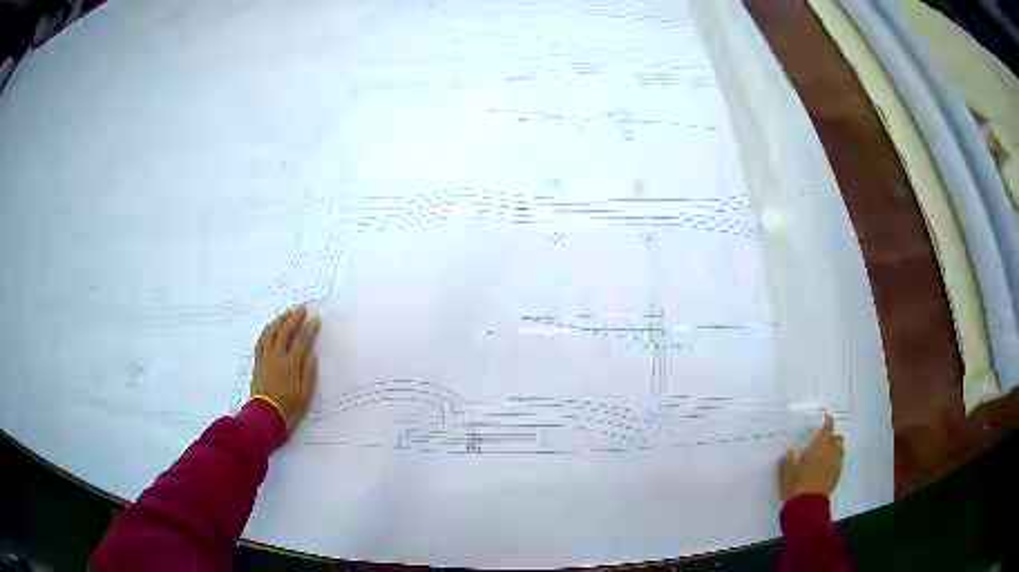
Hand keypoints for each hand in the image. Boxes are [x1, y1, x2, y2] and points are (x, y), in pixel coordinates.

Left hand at [251, 305, 320, 433]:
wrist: (265, 416)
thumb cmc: (289, 407)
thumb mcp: (305, 393)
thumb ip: (309, 372)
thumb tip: (311, 354)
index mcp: (291, 363)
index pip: (301, 340)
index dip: (309, 329)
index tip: (316, 320)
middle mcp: (277, 356)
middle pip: (284, 331)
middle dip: (293, 318)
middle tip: (301, 308)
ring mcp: (265, 358)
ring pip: (270, 333)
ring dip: (278, 321)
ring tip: (285, 314)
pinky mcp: (258, 363)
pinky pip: (261, 342)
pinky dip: (266, 332)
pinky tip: (269, 329)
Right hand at [779, 415, 844, 502]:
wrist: (807, 505)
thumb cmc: (796, 485)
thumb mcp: (786, 473)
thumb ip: (788, 461)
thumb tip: (789, 451)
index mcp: (818, 446)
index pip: (827, 428)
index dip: (828, 422)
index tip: (827, 418)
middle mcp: (830, 451)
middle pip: (837, 438)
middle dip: (832, 438)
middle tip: (824, 442)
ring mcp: (836, 464)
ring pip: (840, 450)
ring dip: (835, 449)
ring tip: (826, 456)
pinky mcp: (837, 475)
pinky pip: (839, 463)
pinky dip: (834, 461)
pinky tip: (826, 469)